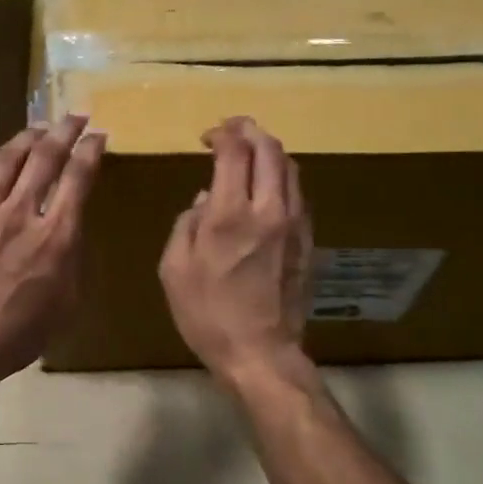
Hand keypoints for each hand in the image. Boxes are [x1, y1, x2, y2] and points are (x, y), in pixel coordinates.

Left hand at [0, 116, 104, 392]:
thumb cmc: (21, 333)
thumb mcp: (68, 302)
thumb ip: (73, 257)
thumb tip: (71, 227)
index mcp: (56, 235)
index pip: (78, 177)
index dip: (90, 150)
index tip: (98, 135)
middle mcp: (21, 213)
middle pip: (45, 157)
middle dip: (64, 131)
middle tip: (74, 116)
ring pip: (7, 161)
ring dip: (26, 138)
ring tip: (37, 127)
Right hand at [159, 117, 313, 383]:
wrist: (260, 353)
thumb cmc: (207, 314)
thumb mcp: (174, 268)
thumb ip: (187, 223)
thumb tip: (207, 198)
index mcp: (230, 215)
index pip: (235, 151)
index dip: (223, 133)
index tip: (208, 137)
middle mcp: (269, 209)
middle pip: (270, 149)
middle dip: (250, 130)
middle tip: (231, 131)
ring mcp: (295, 224)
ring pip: (290, 167)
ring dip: (269, 151)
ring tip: (250, 154)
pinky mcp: (307, 240)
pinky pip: (298, 193)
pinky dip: (281, 177)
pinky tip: (266, 187)